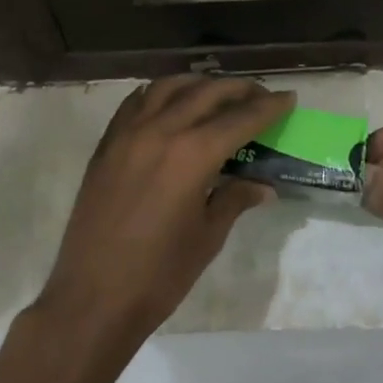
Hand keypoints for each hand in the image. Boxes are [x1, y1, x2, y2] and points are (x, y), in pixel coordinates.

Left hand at [38, 76, 294, 350]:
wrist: (93, 298)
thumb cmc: (160, 274)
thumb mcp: (208, 236)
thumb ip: (235, 199)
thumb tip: (262, 185)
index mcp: (193, 154)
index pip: (241, 118)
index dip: (268, 107)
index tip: (288, 98)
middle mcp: (161, 131)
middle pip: (207, 93)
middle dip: (239, 89)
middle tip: (260, 95)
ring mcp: (128, 134)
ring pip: (169, 87)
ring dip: (199, 84)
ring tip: (217, 93)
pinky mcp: (106, 145)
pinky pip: (135, 102)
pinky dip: (159, 94)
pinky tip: (170, 103)